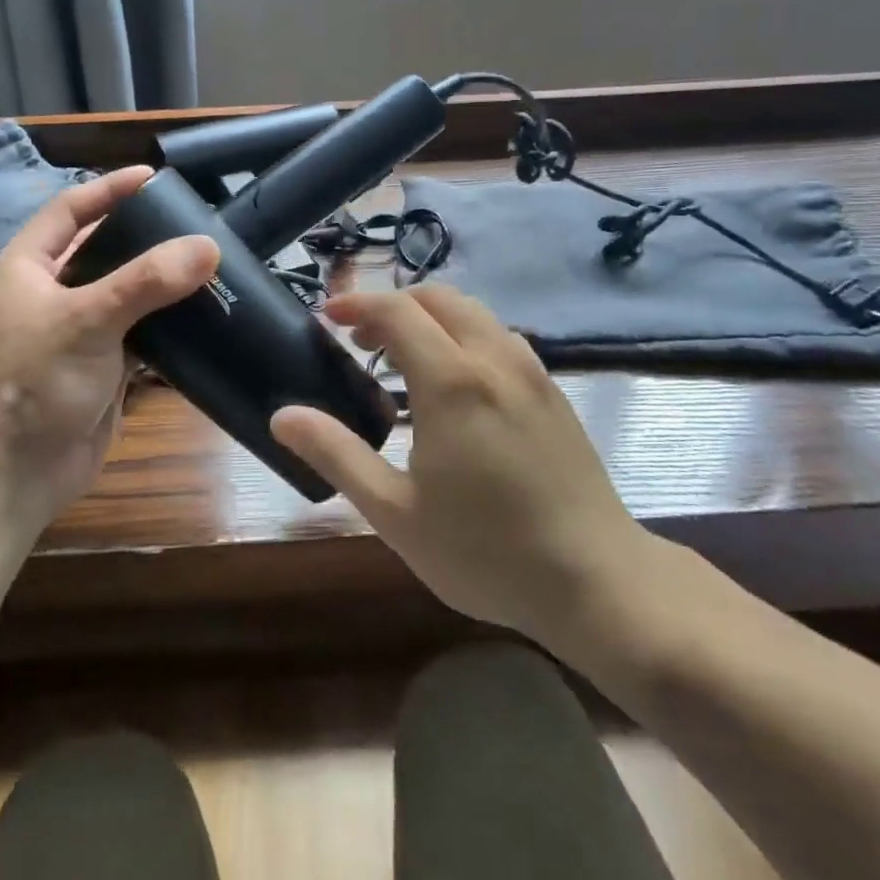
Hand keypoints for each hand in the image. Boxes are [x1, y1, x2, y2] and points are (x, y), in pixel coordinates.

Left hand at [0, 167, 217, 530]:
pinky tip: (200, 316)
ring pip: (123, 295)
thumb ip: (147, 281)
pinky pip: (136, 335)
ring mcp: (74, 334)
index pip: (68, 211)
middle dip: (142, 237)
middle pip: (100, 251)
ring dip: (158, 283)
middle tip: (191, 223)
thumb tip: (207, 248)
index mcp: (26, 269)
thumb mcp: (87, 320)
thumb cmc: (34, 382)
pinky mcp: (97, 368)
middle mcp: (48, 295)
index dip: (108, 190)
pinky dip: (164, 326)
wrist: (14, 475)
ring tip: (205, 264)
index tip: (153, 176)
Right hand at [270, 285, 658, 660]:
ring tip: (403, 358)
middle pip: (438, 297)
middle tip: (361, 340)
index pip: (396, 311)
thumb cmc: (485, 551)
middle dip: (393, 305)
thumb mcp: (394, 512)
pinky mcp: (553, 391)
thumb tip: (282, 415)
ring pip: (474, 312)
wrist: (597, 582)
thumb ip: (336, 454)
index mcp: (452, 381)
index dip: (356, 304)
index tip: (327, 317)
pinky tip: (456, 384)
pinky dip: (464, 335)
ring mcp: (532, 371)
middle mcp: (494, 359)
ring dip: (430, 317)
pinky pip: (500, 337)